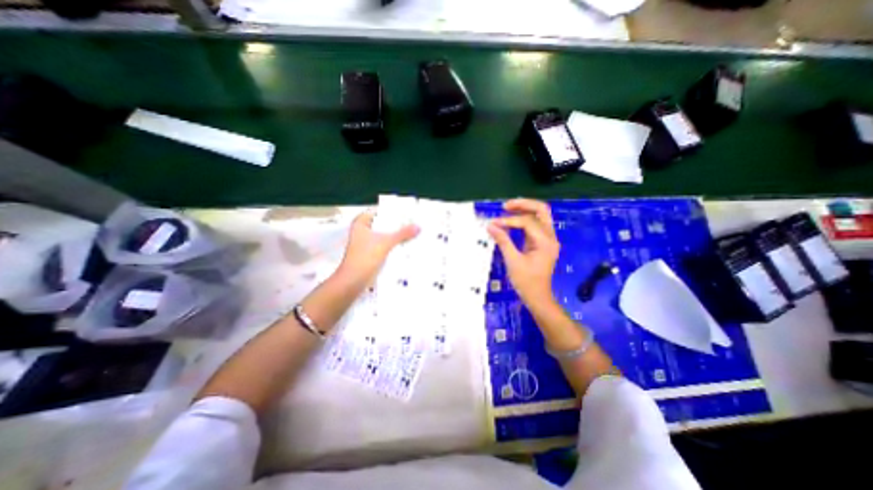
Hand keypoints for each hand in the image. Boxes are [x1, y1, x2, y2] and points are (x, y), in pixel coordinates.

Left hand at [335, 208, 418, 286]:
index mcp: (361, 224)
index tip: (406, 212)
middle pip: (383, 224)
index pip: (379, 211)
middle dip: (397, 225)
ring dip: (396, 236)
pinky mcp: (370, 255)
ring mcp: (366, 244)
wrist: (353, 281)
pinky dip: (393, 246)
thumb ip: (402, 234)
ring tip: (411, 233)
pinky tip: (405, 246)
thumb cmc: (364, 258)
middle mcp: (362, 232)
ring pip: (384, 236)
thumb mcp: (386, 243)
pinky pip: (385, 246)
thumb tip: (417, 227)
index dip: (392, 211)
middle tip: (412, 222)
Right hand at [484, 198, 558, 309]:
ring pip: (540, 215)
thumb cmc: (526, 282)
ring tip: (506, 209)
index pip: (527, 222)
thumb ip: (503, 241)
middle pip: (541, 210)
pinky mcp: (542, 242)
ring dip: (524, 209)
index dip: (509, 220)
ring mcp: (548, 239)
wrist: (538, 297)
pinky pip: (535, 224)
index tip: (494, 224)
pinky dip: (523, 219)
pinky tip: (511, 220)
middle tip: (505, 205)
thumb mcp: (513, 261)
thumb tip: (490, 226)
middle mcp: (550, 237)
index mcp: (545, 242)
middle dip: (523, 204)